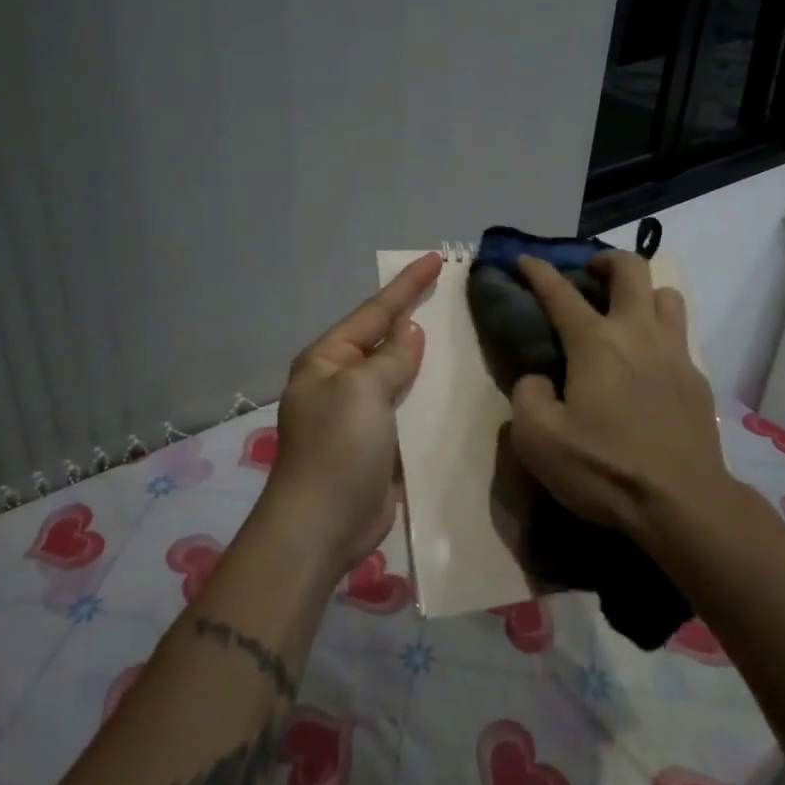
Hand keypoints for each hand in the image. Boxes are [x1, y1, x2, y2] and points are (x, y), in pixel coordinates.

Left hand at [260, 252, 441, 579]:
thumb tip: (410, 332)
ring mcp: (359, 414)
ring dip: (426, 357)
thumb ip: (390, 358)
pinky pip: (407, 408)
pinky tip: (455, 386)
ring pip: (399, 374)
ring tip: (462, 333)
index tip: (436, 258)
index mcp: (327, 359)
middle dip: (415, 315)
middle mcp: (340, 381)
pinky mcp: (379, 443)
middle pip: (384, 339)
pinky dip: (429, 395)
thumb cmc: (337, 447)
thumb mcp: (362, 390)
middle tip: (451, 292)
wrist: (322, 525)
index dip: (406, 285)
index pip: (374, 312)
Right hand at [507, 252, 729, 543]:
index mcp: (595, 343)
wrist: (682, 503)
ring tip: (625, 314)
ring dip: (642, 293)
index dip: (538, 271)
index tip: (525, 259)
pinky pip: (680, 336)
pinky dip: (660, 334)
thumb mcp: (538, 440)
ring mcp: (675, 353)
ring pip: (666, 295)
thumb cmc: (605, 469)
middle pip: (631, 269)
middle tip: (589, 275)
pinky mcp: (697, 379)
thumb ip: (527, 397)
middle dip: (606, 260)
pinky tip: (648, 364)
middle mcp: (638, 334)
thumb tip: (538, 379)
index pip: (560, 292)